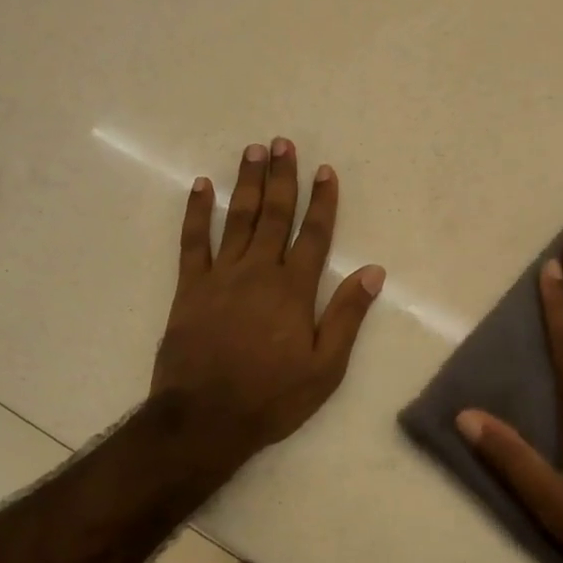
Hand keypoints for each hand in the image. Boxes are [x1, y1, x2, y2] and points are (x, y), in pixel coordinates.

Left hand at [152, 139, 385, 458]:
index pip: (314, 234)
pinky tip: (200, 186)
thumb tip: (373, 271)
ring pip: (237, 219)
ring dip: (246, 183)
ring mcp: (221, 276)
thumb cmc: (271, 397)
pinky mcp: (189, 288)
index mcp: (293, 289)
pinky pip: (192, 241)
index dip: (322, 201)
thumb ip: (347, 315)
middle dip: (281, 177)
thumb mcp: (325, 368)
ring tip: (252, 151)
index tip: (325, 170)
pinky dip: (196, 212)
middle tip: (282, 143)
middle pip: (274, 215)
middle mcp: (258, 272)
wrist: (204, 419)